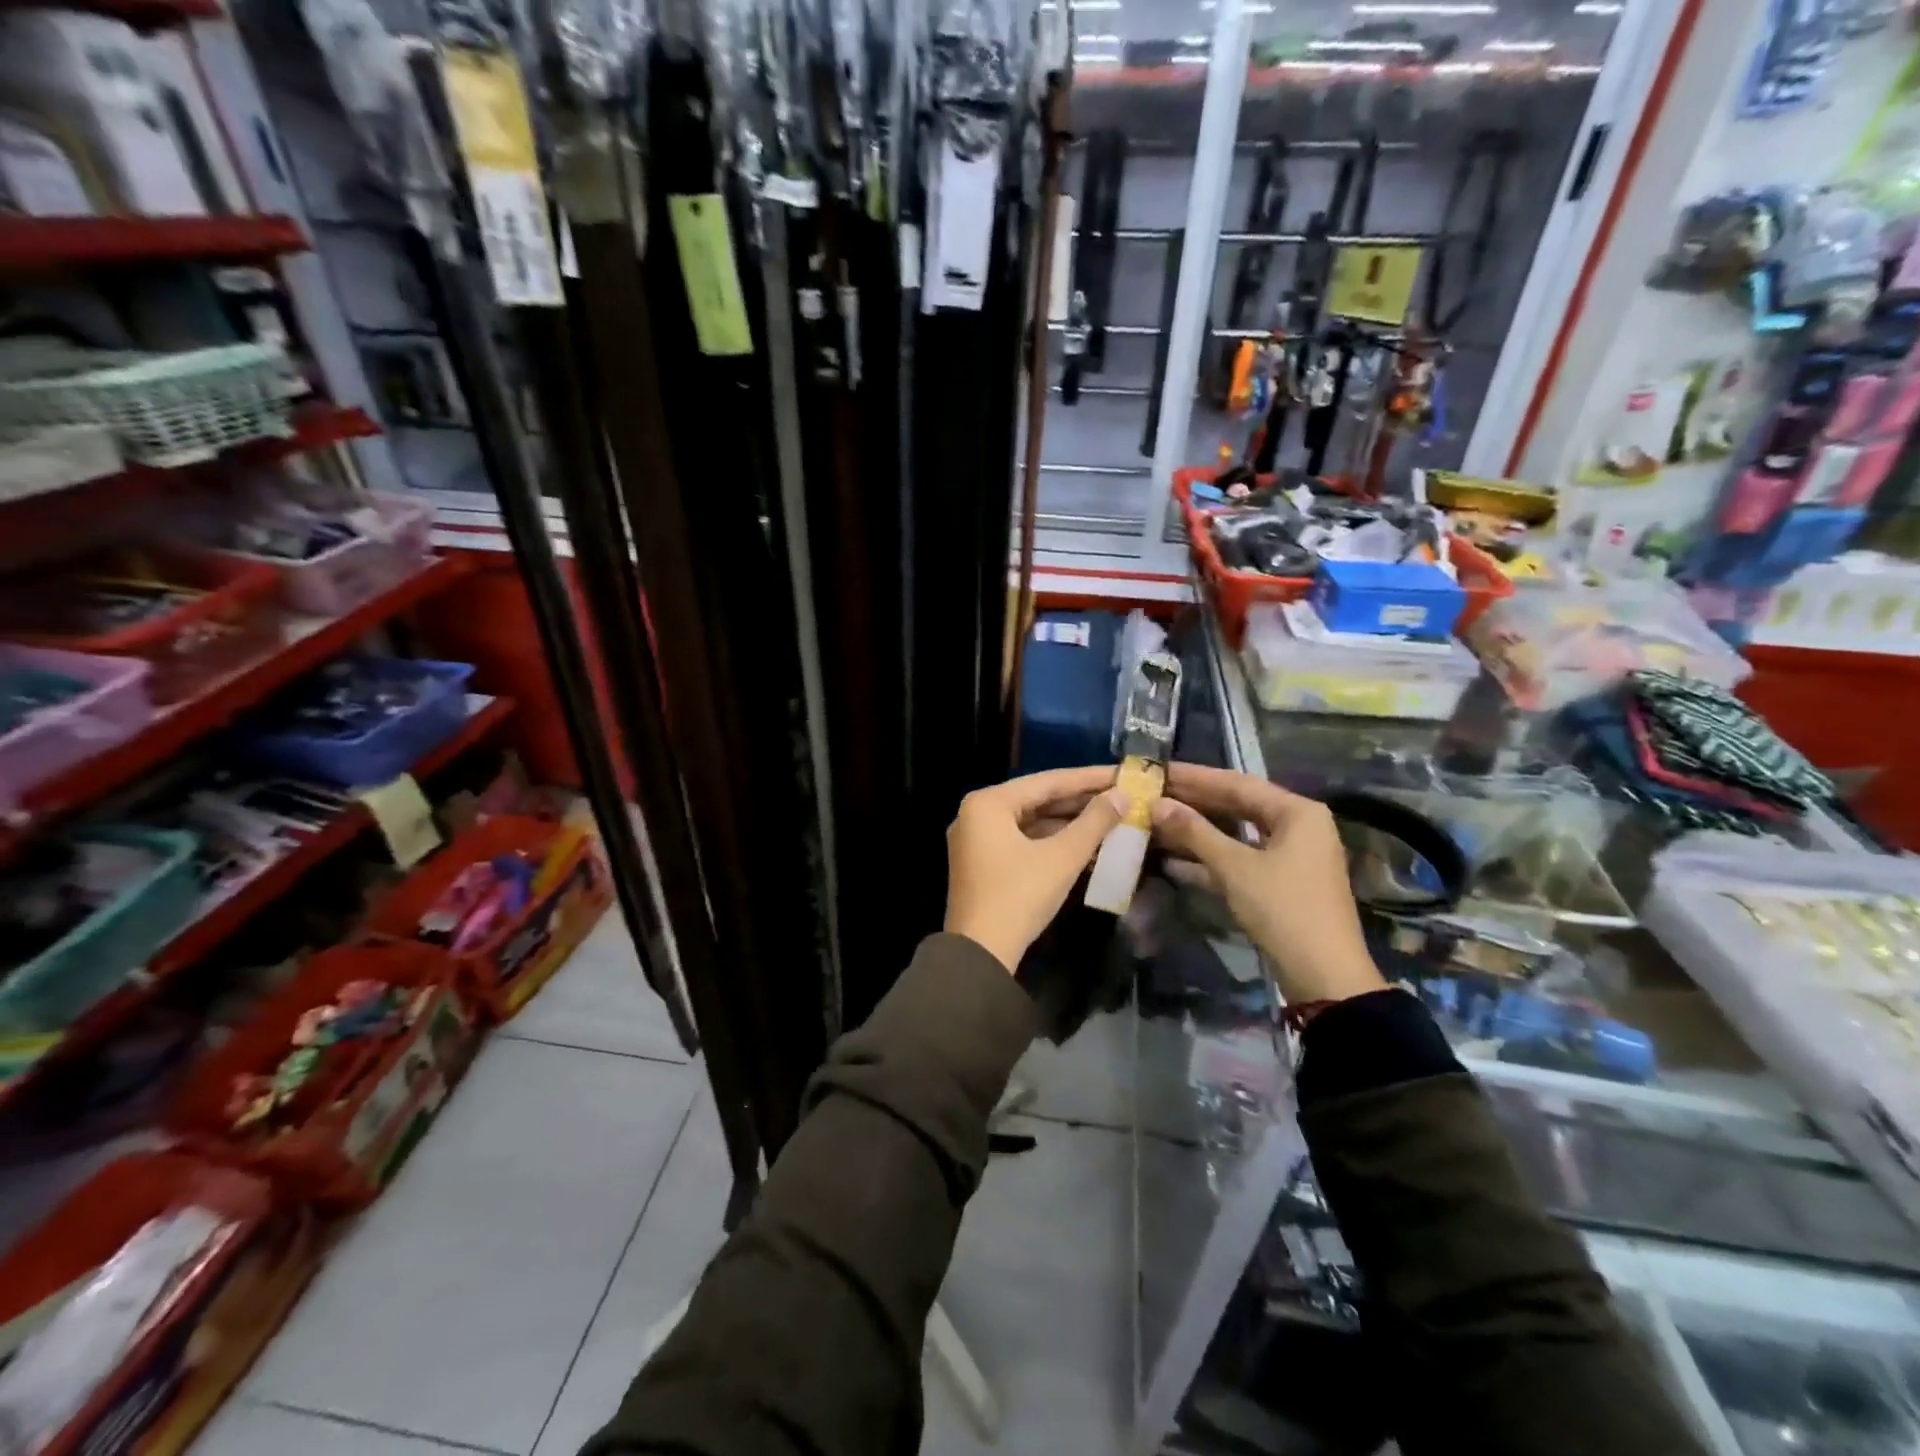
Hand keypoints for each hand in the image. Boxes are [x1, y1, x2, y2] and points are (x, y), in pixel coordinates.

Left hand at [945, 766, 1125, 972]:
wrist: (980, 953)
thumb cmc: (1019, 896)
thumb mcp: (1062, 857)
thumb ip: (1094, 823)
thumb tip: (1122, 796)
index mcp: (988, 803)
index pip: (1047, 781)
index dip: (1089, 778)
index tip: (1123, 773)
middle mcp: (977, 814)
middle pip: (1037, 799)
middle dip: (1080, 800)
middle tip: (1122, 795)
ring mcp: (977, 840)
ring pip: (1031, 821)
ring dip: (1069, 823)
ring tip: (1111, 818)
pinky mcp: (983, 863)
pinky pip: (1022, 840)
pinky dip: (1052, 841)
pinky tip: (1086, 844)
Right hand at [1151, 763, 1384, 1005]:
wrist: (1324, 977)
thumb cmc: (1283, 909)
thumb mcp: (1235, 867)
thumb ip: (1195, 832)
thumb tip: (1157, 804)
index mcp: (1297, 812)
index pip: (1237, 783)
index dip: (1194, 777)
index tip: (1158, 770)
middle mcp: (1298, 826)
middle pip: (1238, 805)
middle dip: (1194, 803)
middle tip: (1152, 794)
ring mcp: (1290, 856)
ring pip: (1236, 834)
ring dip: (1198, 832)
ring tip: (1156, 823)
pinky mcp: (1280, 883)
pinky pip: (1240, 859)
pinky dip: (1210, 860)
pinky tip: (1173, 862)